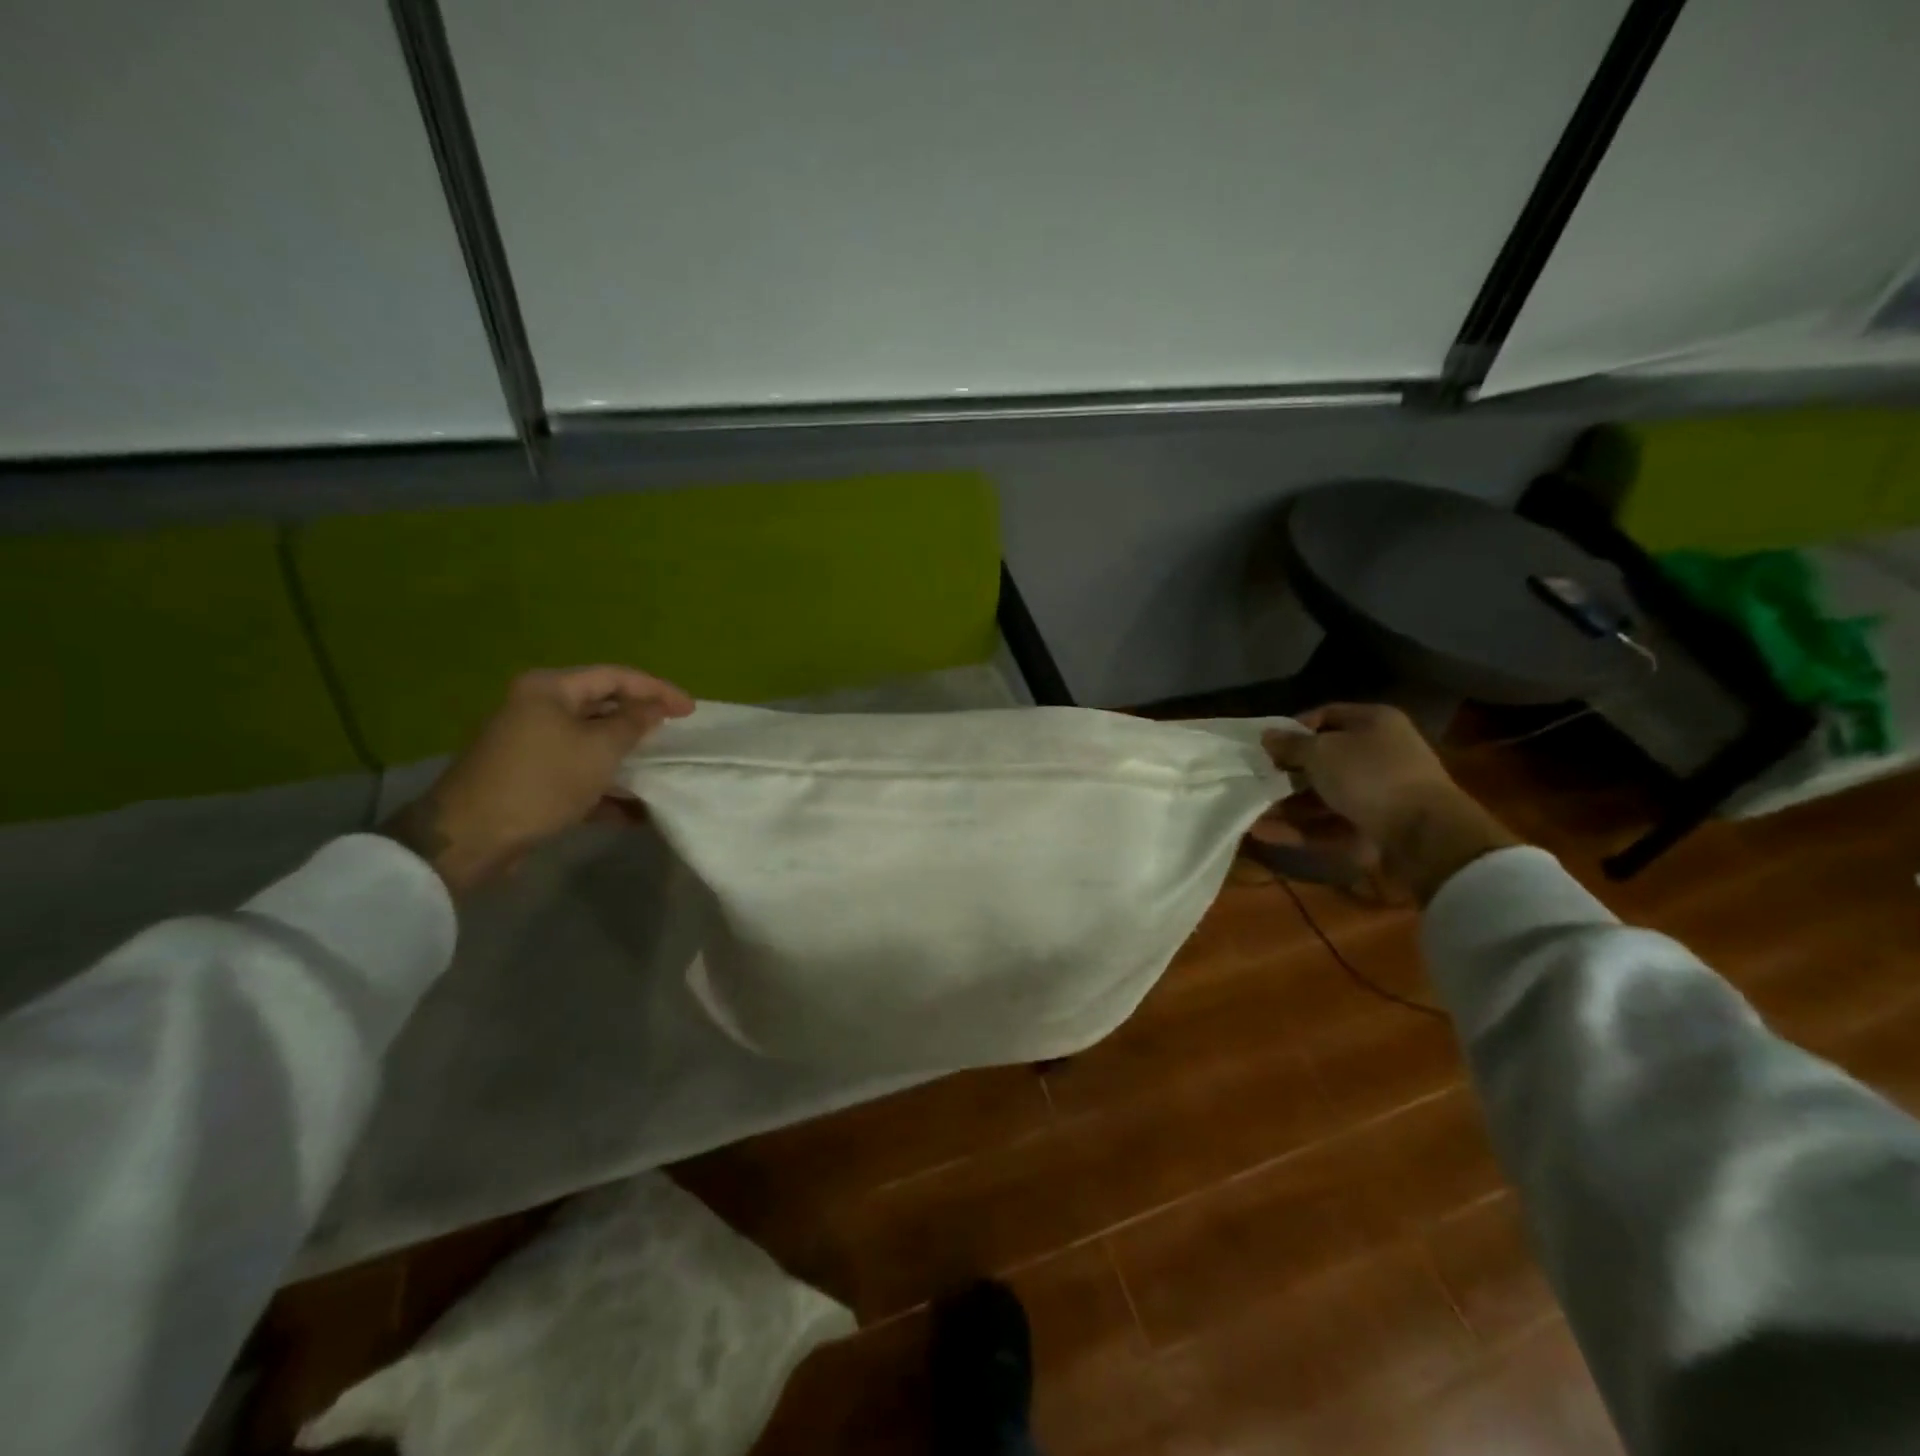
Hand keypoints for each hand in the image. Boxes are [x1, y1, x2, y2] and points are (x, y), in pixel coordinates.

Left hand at [382, 666, 694, 894]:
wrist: (471, 837)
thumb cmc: (542, 781)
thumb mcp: (599, 749)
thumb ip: (634, 723)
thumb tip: (653, 708)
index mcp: (550, 689)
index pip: (616, 677)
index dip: (657, 690)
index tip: (691, 711)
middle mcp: (538, 708)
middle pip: (602, 707)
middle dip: (641, 723)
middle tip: (676, 735)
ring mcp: (531, 745)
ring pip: (592, 743)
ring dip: (626, 759)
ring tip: (661, 771)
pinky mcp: (530, 779)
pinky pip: (578, 774)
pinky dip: (605, 788)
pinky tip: (633, 812)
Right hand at [1257, 704, 1517, 904]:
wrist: (1425, 836)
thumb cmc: (1371, 776)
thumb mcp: (1321, 752)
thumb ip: (1290, 744)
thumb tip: (1266, 735)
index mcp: (1374, 723)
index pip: (1326, 715)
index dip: (1293, 728)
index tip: (1265, 745)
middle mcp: (1379, 754)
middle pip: (1323, 759)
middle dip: (1286, 771)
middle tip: (1254, 778)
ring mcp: (1378, 794)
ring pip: (1323, 795)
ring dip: (1286, 804)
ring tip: (1250, 810)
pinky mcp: (1373, 828)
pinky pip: (1328, 825)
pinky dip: (1298, 828)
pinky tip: (1263, 832)